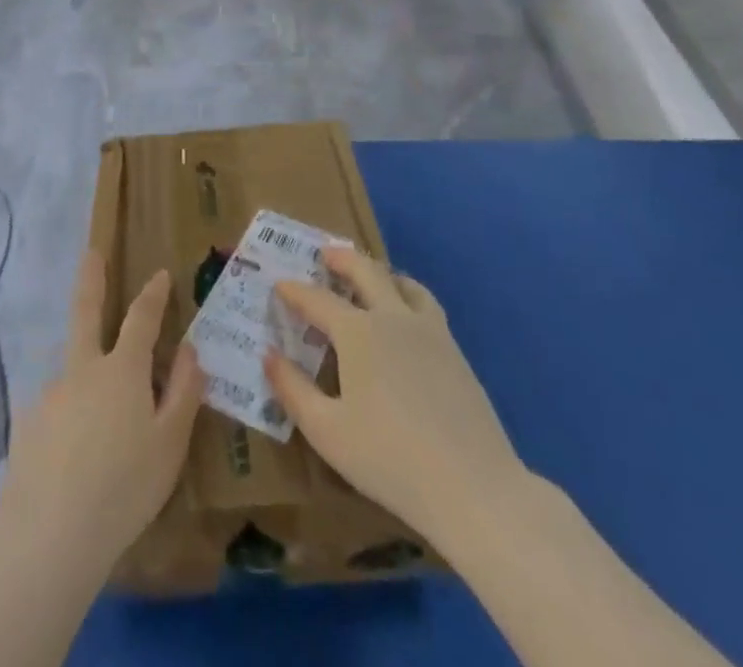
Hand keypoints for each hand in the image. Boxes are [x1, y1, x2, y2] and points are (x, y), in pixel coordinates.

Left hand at [0, 253, 203, 573]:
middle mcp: (82, 369)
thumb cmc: (124, 487)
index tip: (161, 274)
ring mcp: (51, 393)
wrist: (50, 534)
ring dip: (86, 378)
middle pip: (86, 311)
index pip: (141, 318)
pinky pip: (58, 411)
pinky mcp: (28, 423)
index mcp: (121, 370)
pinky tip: (74, 458)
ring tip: (101, 434)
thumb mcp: (170, 444)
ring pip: (73, 371)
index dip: (153, 294)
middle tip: (91, 252)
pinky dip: (69, 421)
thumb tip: (191, 350)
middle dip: (91, 278)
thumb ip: (183, 392)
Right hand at [265, 248, 527, 542]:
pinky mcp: (455, 351)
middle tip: (324, 254)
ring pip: (402, 282)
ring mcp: (429, 331)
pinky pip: (426, 304)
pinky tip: (406, 316)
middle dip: (341, 258)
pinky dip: (408, 294)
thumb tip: (269, 355)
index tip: (279, 284)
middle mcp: (392, 317)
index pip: (316, 299)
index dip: (294, 290)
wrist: (474, 488)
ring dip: (379, 272)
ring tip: (369, 277)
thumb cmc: (389, 460)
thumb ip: (292, 389)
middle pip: (365, 270)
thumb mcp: (327, 431)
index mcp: (357, 332)